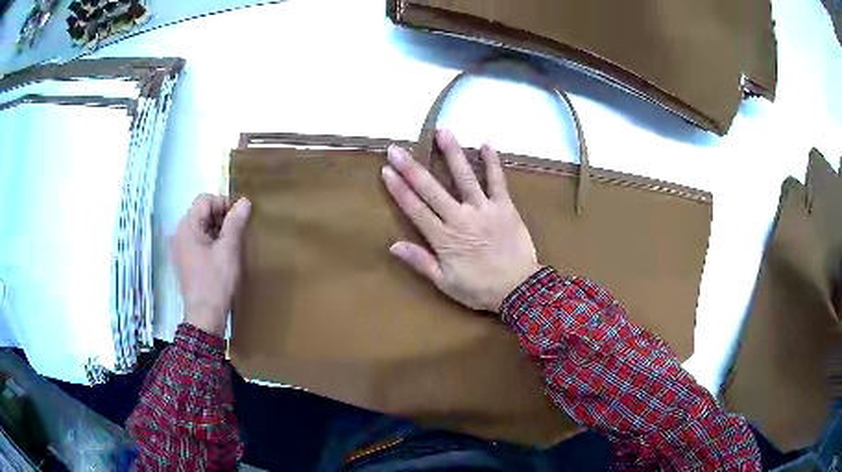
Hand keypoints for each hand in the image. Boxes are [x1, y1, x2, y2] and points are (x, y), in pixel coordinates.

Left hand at [172, 194, 250, 336]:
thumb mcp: (229, 250)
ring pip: (201, 226)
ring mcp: (181, 248)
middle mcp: (180, 234)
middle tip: (239, 230)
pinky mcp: (185, 260)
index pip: (205, 200)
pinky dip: (212, 241)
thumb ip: (235, 223)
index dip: (224, 203)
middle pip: (201, 212)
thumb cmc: (216, 282)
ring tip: (233, 242)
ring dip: (218, 229)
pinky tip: (223, 254)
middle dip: (221, 216)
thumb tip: (245, 202)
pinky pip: (198, 240)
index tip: (240, 217)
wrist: (205, 316)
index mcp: (187, 227)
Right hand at [382, 129, 540, 312]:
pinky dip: (492, 162)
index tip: (386, 170)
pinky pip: (498, 181)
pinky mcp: (505, 207)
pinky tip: (486, 143)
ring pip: (465, 177)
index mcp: (444, 238)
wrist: (519, 291)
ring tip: (442, 131)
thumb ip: (421, 262)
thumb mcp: (445, 283)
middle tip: (396, 148)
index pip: (415, 209)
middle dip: (412, 168)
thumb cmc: (480, 289)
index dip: (399, 189)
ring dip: (452, 153)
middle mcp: (461, 218)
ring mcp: (484, 209)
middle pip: (432, 189)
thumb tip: (393, 245)